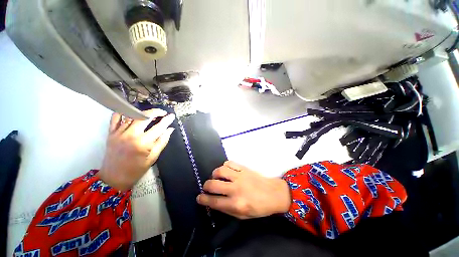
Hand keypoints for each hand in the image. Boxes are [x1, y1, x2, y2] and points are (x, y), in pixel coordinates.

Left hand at [98, 109, 174, 190]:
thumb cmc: (136, 169)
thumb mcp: (153, 157)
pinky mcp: (111, 133)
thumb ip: (162, 141)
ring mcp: (119, 133)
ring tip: (151, 114)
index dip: (167, 120)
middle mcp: (130, 135)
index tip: (172, 116)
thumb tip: (170, 129)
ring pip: (132, 115)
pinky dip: (125, 112)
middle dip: (156, 112)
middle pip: (144, 116)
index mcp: (143, 143)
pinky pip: (116, 117)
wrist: (114, 178)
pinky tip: (132, 113)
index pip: (159, 127)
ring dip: (143, 112)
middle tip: (163, 113)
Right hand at [197, 161, 291, 218]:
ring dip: (214, 174)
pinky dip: (225, 166)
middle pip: (213, 184)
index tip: (199, 197)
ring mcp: (240, 176)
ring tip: (216, 177)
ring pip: (220, 170)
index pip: (214, 201)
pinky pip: (229, 163)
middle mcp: (236, 189)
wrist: (273, 193)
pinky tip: (226, 170)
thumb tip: (213, 201)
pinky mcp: (244, 168)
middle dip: (206, 186)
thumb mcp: (243, 216)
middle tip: (206, 187)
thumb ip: (227, 209)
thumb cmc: (259, 207)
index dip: (203, 199)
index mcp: (236, 204)